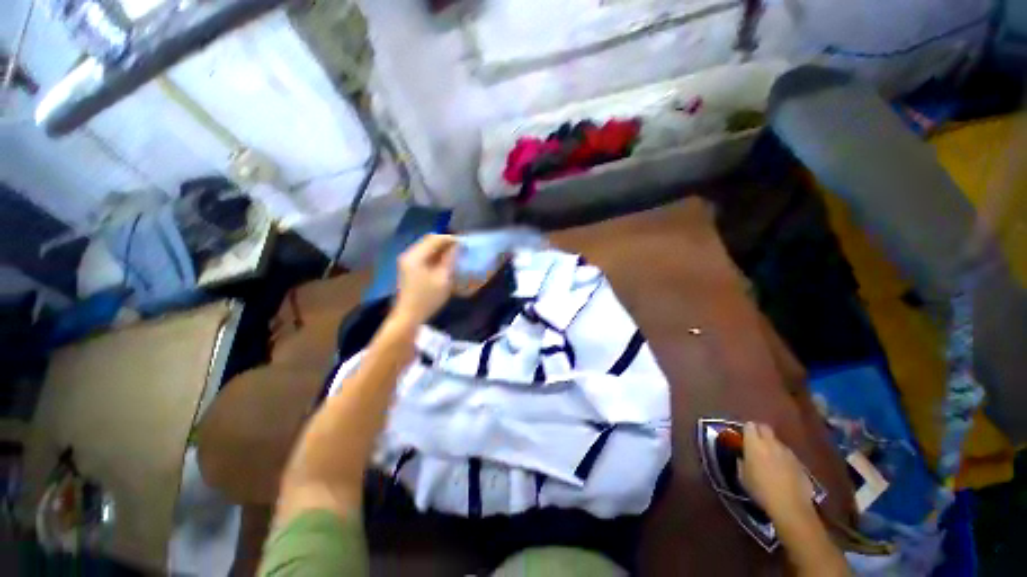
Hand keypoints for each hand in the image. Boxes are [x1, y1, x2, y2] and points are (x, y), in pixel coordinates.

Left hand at [394, 234, 457, 324]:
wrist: (408, 316)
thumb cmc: (427, 298)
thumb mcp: (443, 279)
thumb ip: (449, 260)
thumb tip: (457, 246)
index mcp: (415, 256)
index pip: (434, 239)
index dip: (450, 239)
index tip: (464, 245)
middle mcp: (409, 254)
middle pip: (429, 241)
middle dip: (445, 243)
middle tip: (460, 249)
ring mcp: (407, 261)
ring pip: (426, 247)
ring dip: (441, 249)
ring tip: (454, 255)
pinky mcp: (408, 268)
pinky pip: (423, 255)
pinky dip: (435, 255)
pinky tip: (444, 262)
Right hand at [740, 422, 814, 525]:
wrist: (790, 505)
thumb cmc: (760, 490)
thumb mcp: (742, 476)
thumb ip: (741, 462)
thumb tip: (742, 457)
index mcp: (754, 443)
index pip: (749, 426)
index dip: (746, 430)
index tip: (743, 438)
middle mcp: (771, 443)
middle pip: (765, 428)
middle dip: (760, 432)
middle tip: (756, 444)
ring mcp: (788, 452)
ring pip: (778, 442)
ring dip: (773, 447)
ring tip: (770, 460)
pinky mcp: (800, 463)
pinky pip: (788, 456)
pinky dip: (784, 459)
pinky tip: (783, 472)